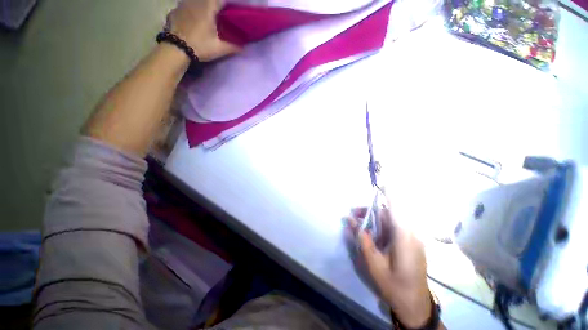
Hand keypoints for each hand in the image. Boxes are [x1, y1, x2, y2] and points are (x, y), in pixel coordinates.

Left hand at [167, 0, 238, 61]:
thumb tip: (243, 48)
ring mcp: (183, 5)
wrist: (175, 49)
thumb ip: (232, 47)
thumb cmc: (200, 46)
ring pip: (195, 1)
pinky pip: (184, 6)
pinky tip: (191, 18)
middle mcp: (195, 2)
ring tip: (205, 16)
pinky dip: (190, 10)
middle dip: (214, 4)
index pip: (220, 0)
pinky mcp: (175, 10)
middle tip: (219, 13)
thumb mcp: (219, 49)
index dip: (226, 3)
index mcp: (208, 7)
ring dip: (201, 6)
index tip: (230, 9)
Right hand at [346, 203, 432, 327]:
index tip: (380, 183)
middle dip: (371, 210)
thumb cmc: (394, 285)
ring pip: (391, 220)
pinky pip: (394, 228)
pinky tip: (370, 233)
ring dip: (374, 218)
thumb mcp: (373, 263)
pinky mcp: (410, 243)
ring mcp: (412, 239)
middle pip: (390, 213)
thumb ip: (362, 239)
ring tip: (357, 223)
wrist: (414, 304)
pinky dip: (380, 226)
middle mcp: (411, 234)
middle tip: (353, 214)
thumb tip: (350, 222)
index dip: (389, 193)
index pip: (397, 208)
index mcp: (404, 238)